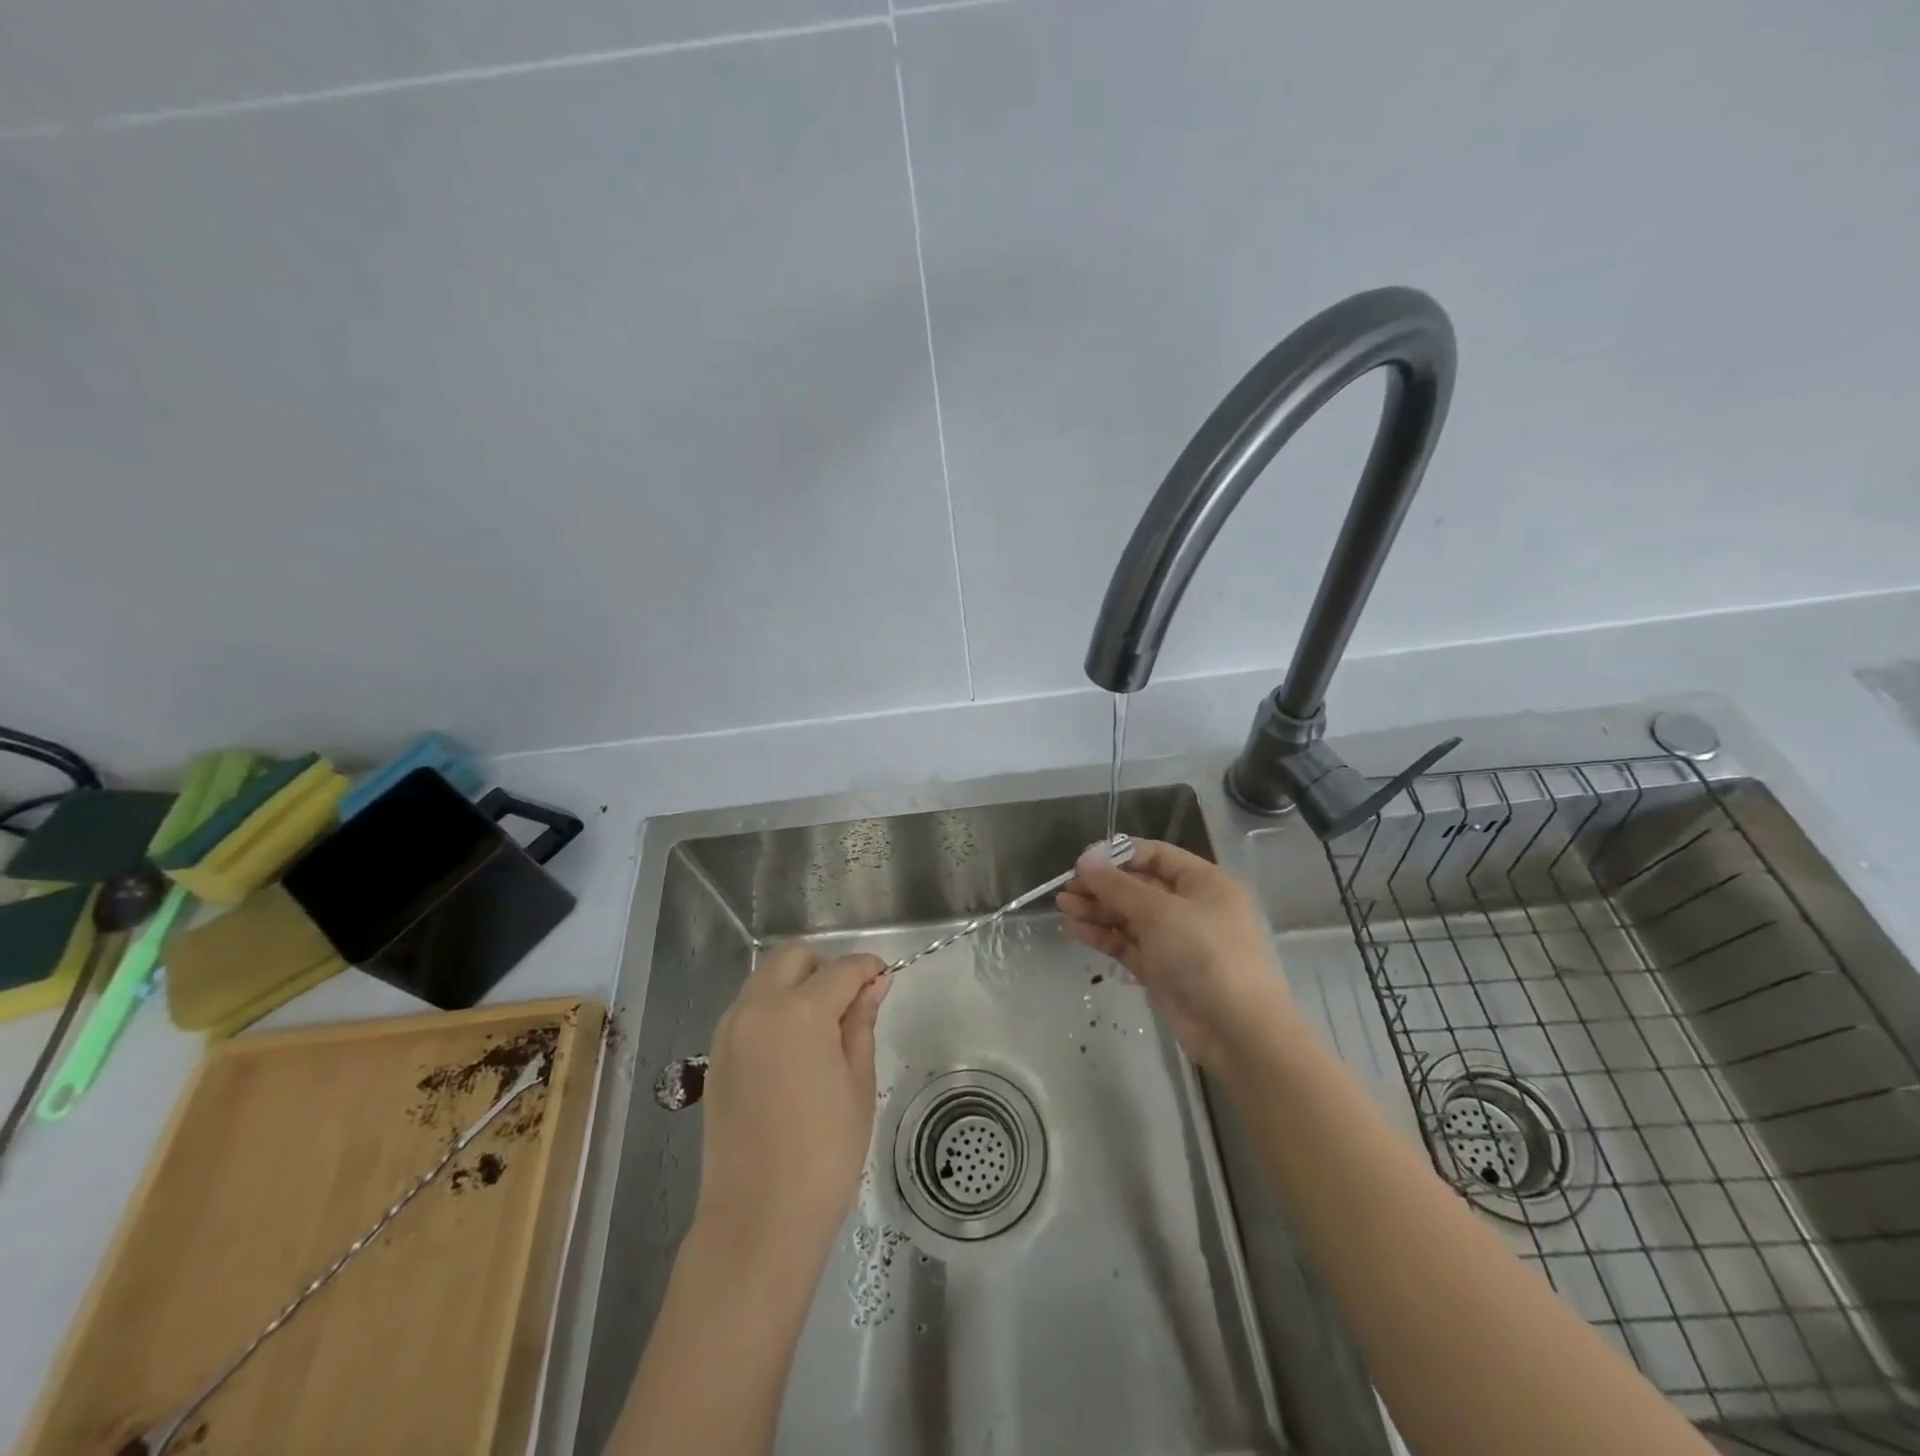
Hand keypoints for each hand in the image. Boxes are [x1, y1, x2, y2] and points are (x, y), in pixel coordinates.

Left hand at [695, 945, 889, 1255]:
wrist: (758, 1218)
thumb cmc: (824, 1152)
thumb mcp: (858, 1083)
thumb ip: (861, 1023)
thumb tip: (873, 984)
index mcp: (799, 1012)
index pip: (842, 969)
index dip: (868, 969)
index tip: (885, 980)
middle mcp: (757, 1008)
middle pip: (794, 957)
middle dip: (826, 966)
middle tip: (850, 1002)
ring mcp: (730, 1030)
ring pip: (766, 978)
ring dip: (796, 983)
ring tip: (822, 1026)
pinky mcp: (716, 1054)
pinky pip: (748, 1008)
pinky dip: (773, 1007)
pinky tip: (792, 1046)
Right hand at [1058, 838, 1297, 1072]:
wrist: (1239, 1032)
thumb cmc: (1207, 955)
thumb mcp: (1161, 912)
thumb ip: (1119, 887)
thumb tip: (1085, 862)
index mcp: (1204, 883)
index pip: (1156, 856)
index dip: (1119, 856)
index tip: (1084, 862)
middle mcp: (1191, 907)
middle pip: (1140, 887)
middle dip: (1103, 886)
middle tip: (1066, 888)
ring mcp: (1176, 941)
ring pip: (1130, 917)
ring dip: (1097, 910)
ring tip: (1063, 906)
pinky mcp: (1162, 971)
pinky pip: (1128, 945)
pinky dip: (1103, 936)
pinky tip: (1074, 929)